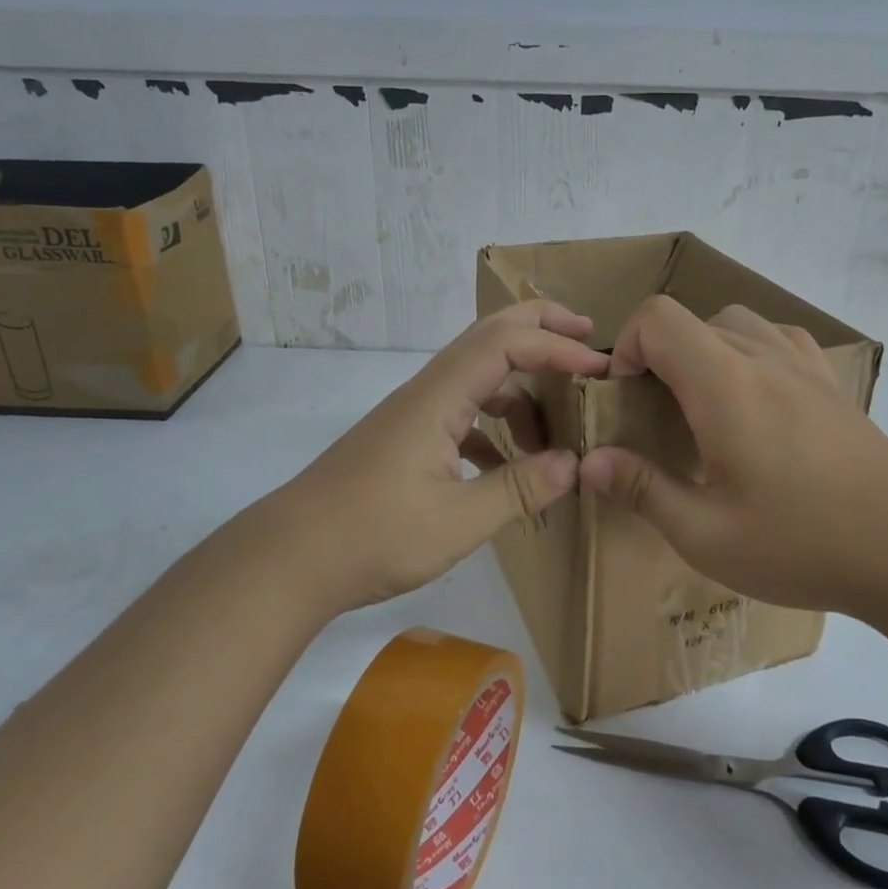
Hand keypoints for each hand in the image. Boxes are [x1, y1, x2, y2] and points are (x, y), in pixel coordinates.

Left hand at [256, 301, 607, 612]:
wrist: (289, 559)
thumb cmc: (372, 537)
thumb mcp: (458, 521)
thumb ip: (519, 489)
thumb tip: (573, 464)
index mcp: (438, 398)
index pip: (506, 344)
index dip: (556, 348)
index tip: (598, 369)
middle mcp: (426, 393)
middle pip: (487, 336)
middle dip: (539, 329)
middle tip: (586, 339)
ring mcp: (413, 415)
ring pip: (477, 377)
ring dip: (520, 389)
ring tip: (556, 429)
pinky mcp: (406, 440)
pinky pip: (462, 413)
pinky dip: (495, 426)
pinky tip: (509, 465)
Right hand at [578, 297, 887, 617]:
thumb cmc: (802, 543)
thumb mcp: (706, 535)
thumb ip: (642, 490)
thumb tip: (591, 461)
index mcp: (724, 385)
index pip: (658, 318)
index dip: (627, 347)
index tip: (625, 399)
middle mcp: (763, 358)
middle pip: (693, 319)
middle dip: (659, 355)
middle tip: (657, 415)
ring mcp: (805, 366)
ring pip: (737, 323)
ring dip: (704, 350)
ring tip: (703, 406)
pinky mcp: (833, 384)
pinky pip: (779, 339)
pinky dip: (750, 353)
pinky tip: (756, 402)